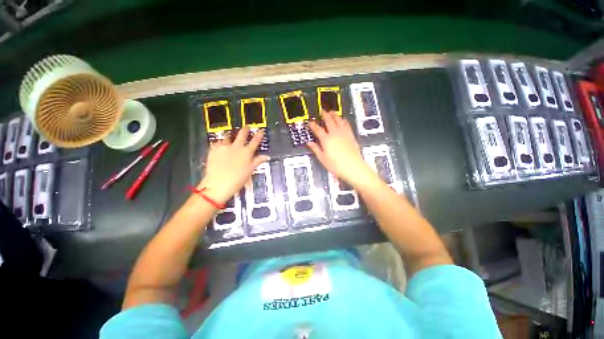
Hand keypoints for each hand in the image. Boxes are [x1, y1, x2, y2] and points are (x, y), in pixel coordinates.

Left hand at [199, 126, 268, 203]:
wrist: (218, 184)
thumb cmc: (237, 179)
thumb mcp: (250, 170)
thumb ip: (258, 161)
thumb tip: (266, 157)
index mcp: (247, 152)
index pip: (255, 141)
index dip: (259, 134)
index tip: (260, 130)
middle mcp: (236, 147)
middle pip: (242, 134)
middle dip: (245, 129)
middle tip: (246, 127)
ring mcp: (224, 147)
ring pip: (228, 136)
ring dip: (230, 136)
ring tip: (230, 137)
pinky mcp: (214, 149)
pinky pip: (217, 142)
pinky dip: (219, 143)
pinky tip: (219, 146)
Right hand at [307, 111, 376, 187]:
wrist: (353, 167)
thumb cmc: (336, 165)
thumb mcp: (323, 159)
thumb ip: (315, 149)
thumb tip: (308, 143)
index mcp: (326, 140)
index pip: (318, 130)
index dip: (313, 125)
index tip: (310, 122)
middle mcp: (334, 134)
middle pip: (329, 121)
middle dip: (324, 115)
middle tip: (322, 110)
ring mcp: (344, 133)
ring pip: (338, 121)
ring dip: (334, 115)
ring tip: (332, 111)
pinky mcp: (351, 135)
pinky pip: (347, 125)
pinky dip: (343, 120)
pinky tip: (343, 119)